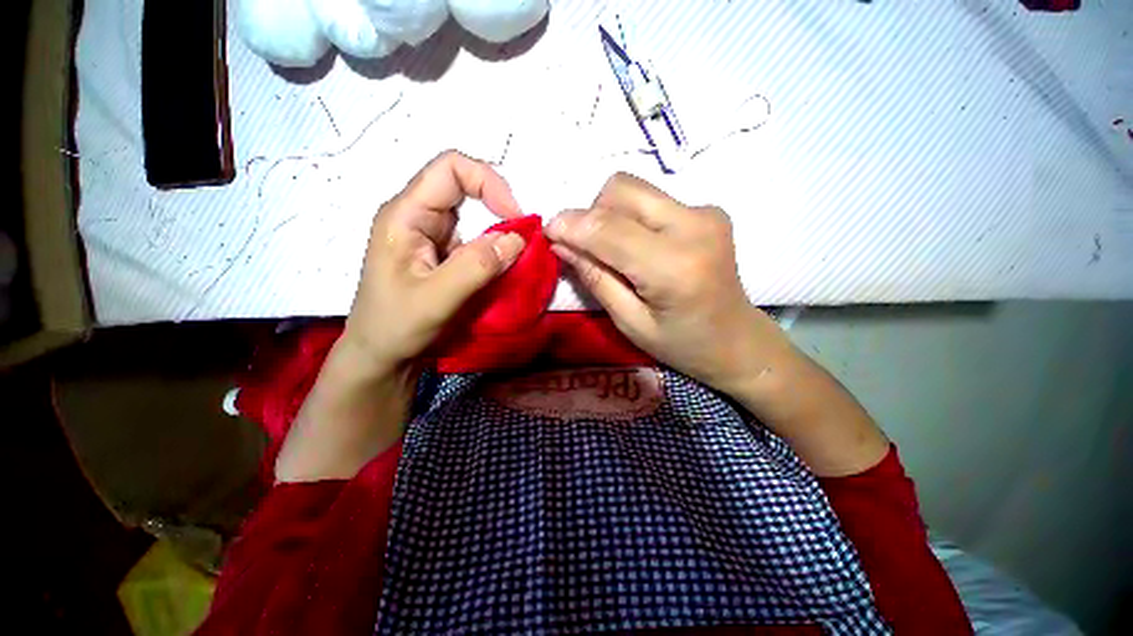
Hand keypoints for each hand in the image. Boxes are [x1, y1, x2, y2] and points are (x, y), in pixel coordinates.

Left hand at [343, 150, 525, 374]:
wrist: (381, 357)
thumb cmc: (396, 328)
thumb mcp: (435, 299)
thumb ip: (476, 266)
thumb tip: (518, 239)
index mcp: (406, 215)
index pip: (450, 169)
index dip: (488, 182)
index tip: (516, 217)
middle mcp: (418, 217)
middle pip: (466, 189)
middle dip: (500, 209)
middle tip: (523, 241)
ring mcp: (432, 237)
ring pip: (475, 217)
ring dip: (501, 234)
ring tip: (516, 259)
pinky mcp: (444, 255)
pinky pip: (477, 241)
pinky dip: (496, 251)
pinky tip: (503, 270)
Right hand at [547, 173, 888, 476]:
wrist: (738, 341)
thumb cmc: (682, 345)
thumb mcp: (630, 322)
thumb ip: (595, 278)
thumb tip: (561, 243)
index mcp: (674, 267)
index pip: (607, 228)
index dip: (570, 225)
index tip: (547, 232)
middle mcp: (694, 226)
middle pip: (620, 189)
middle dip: (591, 215)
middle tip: (586, 248)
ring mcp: (706, 212)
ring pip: (634, 188)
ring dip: (610, 214)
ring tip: (614, 250)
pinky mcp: (708, 210)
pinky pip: (652, 199)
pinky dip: (632, 217)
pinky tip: (640, 246)